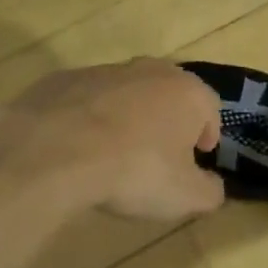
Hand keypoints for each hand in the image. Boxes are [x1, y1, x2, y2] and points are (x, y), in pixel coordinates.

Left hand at [0, 60, 226, 221]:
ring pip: (126, 92)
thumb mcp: (185, 197)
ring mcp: (104, 70)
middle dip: (168, 118)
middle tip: (160, 152)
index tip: (198, 155)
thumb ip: (209, 191)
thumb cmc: (134, 170)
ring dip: (127, 116)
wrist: (55, 150)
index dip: (207, 132)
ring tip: (115, 152)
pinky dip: (88, 118)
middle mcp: (150, 70)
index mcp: (187, 92)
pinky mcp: (64, 79)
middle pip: (168, 92)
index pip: (210, 107)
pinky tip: (78, 147)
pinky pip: (86, 99)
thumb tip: (213, 186)